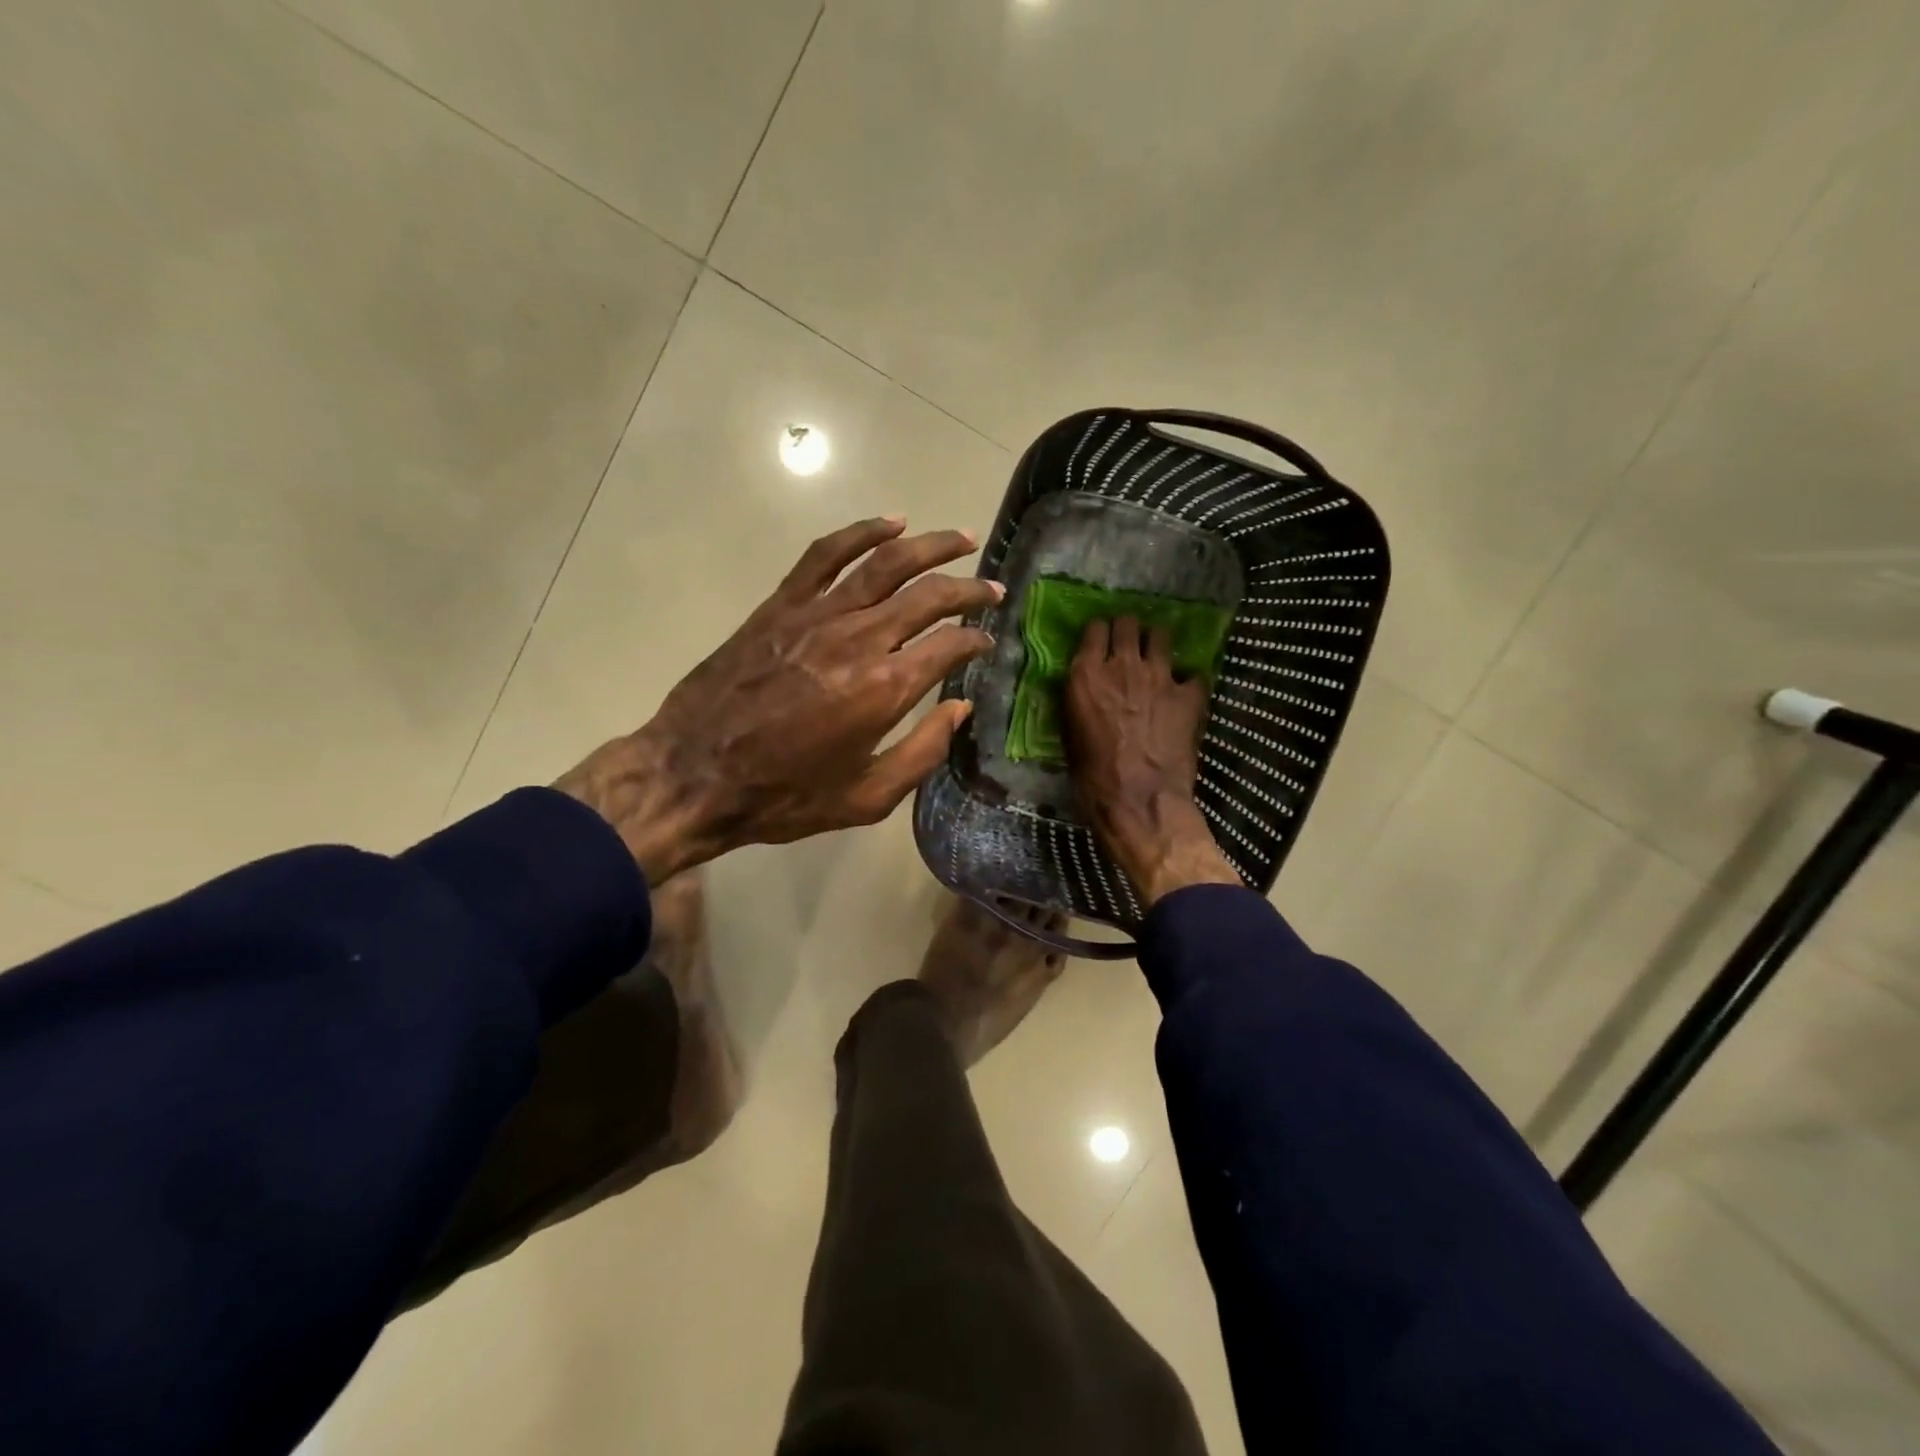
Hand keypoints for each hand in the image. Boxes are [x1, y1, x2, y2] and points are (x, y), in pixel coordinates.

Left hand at [556, 518, 1000, 882]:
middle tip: (991, 589)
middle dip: (969, 590)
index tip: (987, 642)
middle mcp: (859, 639)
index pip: (950, 646)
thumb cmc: (785, 796)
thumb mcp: (866, 798)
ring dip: (930, 546)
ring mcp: (817, 615)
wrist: (694, 775)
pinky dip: (861, 532)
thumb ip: (923, 752)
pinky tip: (890, 522)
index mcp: (885, 688)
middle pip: (928, 595)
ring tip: (962, 539)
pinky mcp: (781, 606)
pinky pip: (826, 555)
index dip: (977, 639)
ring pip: (885, 562)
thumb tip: (959, 709)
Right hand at [1064, 617, 1241, 905]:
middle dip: (1128, 629)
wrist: (1139, 800)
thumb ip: (1079, 701)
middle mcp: (1122, 665)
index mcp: (1086, 675)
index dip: (1099, 632)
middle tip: (1128, 642)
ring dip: (1156, 643)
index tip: (1101, 640)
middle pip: (1127, 623)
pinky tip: (1186, 691)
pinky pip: (1194, 674)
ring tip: (1157, 655)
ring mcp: (1159, 676)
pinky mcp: (1189, 694)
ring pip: (1160, 636)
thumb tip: (1085, 690)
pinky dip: (1189, 680)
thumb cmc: (1092, 777)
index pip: (1094, 629)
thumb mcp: (1070, 735)